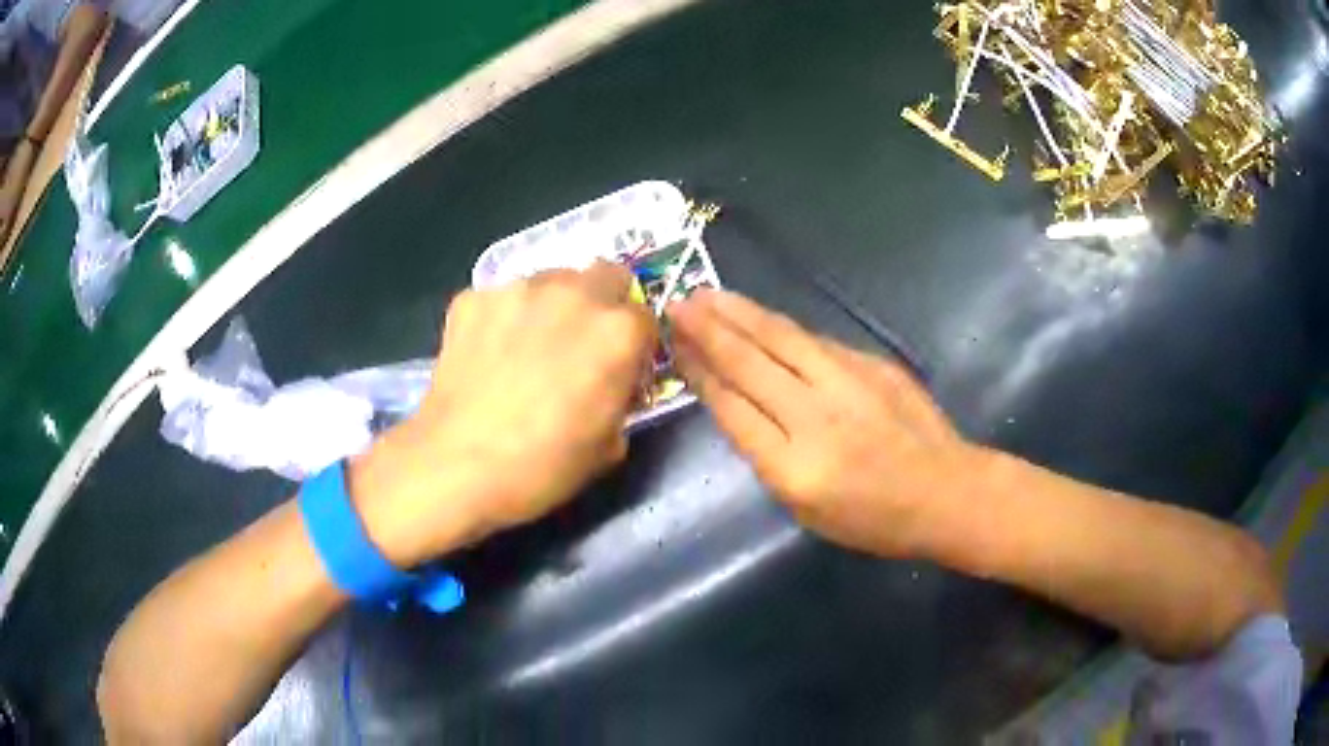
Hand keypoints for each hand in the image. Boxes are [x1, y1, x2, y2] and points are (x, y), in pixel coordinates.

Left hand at [351, 262, 656, 566]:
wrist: (456, 467)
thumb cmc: (542, 467)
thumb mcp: (609, 446)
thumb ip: (621, 398)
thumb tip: (610, 384)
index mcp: (616, 332)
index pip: (644, 318)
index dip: (634, 346)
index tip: (618, 367)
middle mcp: (573, 294)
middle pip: (605, 276)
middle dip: (602, 305)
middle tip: (578, 345)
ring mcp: (517, 289)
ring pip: (550, 282)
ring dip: (550, 307)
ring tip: (524, 349)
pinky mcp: (472, 297)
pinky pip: (500, 299)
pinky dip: (502, 319)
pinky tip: (486, 355)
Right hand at [667, 290, 974, 557]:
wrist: (946, 491)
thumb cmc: (873, 520)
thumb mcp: (806, 511)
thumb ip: (768, 455)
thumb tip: (736, 402)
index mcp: (794, 468)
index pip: (733, 408)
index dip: (699, 372)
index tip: (675, 345)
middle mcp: (816, 417)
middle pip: (750, 363)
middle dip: (708, 331)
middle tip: (676, 304)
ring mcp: (847, 383)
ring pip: (781, 339)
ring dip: (739, 315)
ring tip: (707, 295)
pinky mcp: (871, 364)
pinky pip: (814, 341)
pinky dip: (780, 328)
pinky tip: (760, 317)